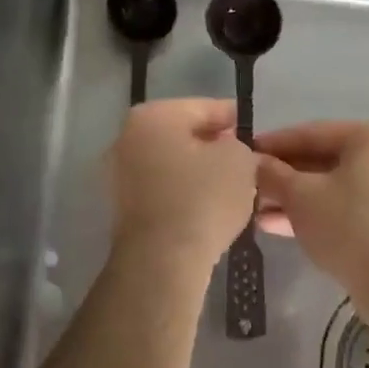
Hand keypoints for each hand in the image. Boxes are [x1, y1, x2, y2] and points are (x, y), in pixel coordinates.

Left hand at [108, 98, 257, 266]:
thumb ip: (238, 144)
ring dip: (196, 170)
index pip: (203, 107)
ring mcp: (118, 172)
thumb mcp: (239, 160)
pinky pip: (161, 188)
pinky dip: (182, 191)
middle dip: (211, 144)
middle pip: (182, 134)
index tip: (250, 128)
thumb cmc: (201, 199)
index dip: (231, 117)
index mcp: (153, 116)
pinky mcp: (121, 205)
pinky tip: (205, 206)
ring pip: (170, 162)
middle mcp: (127, 137)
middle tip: (242, 158)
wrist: (161, 260)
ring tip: (228, 185)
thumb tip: (226, 149)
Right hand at [255, 122, 368, 296]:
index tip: (244, 154)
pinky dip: (322, 215)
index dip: (273, 144)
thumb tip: (253, 163)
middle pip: (326, 162)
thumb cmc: (349, 225)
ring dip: (298, 200)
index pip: (312, 133)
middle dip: (285, 178)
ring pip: (338, 189)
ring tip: (259, 215)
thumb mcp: (299, 196)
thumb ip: (272, 174)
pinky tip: (284, 229)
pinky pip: (353, 210)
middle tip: (251, 189)